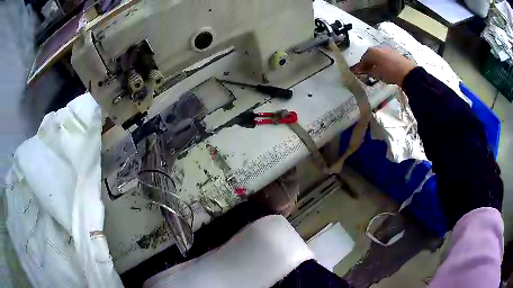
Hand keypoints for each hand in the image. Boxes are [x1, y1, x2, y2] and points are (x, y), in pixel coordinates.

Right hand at [352, 47, 416, 86]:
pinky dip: (382, 62)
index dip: (360, 67)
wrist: (407, 72)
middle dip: (368, 63)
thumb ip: (367, 71)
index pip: (362, 59)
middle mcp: (377, 48)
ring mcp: (387, 49)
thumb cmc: (389, 72)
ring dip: (376, 62)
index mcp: (371, 51)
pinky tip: (384, 68)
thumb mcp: (376, 74)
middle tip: (366, 71)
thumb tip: (361, 70)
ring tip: (376, 71)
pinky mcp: (394, 53)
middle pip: (370, 56)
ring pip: (378, 56)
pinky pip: (385, 57)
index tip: (358, 73)